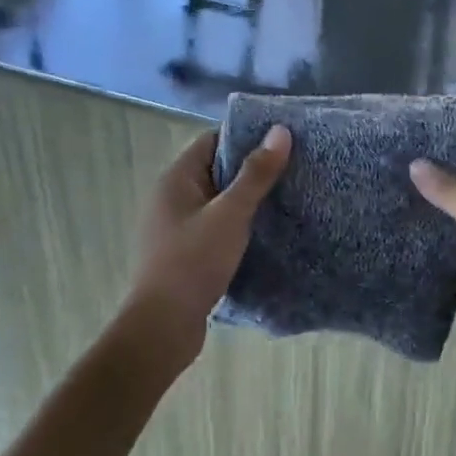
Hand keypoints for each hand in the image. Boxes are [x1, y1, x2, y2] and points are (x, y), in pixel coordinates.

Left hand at [129, 127, 291, 363]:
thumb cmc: (194, 261)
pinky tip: (262, 232)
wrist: (164, 324)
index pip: (211, 140)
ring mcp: (175, 226)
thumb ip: (256, 174)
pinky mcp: (183, 252)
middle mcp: (171, 197)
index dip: (244, 138)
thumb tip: (280, 131)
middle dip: (250, 169)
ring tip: (284, 198)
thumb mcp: (230, 214)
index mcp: (176, 179)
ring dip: (245, 200)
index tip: (280, 142)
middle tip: (291, 169)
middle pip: (215, 170)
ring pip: (217, 201)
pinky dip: (236, 225)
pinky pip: (214, 226)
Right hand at [410, 154, 455, 380]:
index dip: (453, 147)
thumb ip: (451, 192)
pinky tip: (392, 232)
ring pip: (452, 223)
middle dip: (432, 179)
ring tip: (382, 189)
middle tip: (388, 161)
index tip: (414, 134)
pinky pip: (445, 255)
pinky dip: (425, 246)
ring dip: (426, 213)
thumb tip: (415, 162)